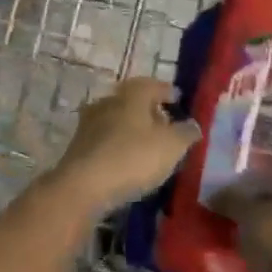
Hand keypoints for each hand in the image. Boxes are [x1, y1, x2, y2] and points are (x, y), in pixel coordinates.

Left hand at [47, 77, 199, 212]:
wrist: (83, 186)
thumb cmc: (133, 157)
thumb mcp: (172, 146)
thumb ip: (186, 133)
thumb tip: (192, 125)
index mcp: (132, 93)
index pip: (154, 85)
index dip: (169, 93)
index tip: (179, 101)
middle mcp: (108, 101)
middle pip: (134, 101)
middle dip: (151, 111)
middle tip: (167, 125)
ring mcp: (89, 123)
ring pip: (118, 120)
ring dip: (133, 129)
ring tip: (149, 146)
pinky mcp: (79, 146)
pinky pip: (107, 139)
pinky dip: (120, 145)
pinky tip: (129, 159)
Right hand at [219, 171, 271, 271]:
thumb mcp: (245, 212)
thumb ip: (229, 200)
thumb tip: (213, 195)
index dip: (261, 175)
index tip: (240, 182)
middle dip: (258, 203)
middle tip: (231, 206)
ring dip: (260, 227)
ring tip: (233, 230)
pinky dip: (264, 247)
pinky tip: (243, 251)